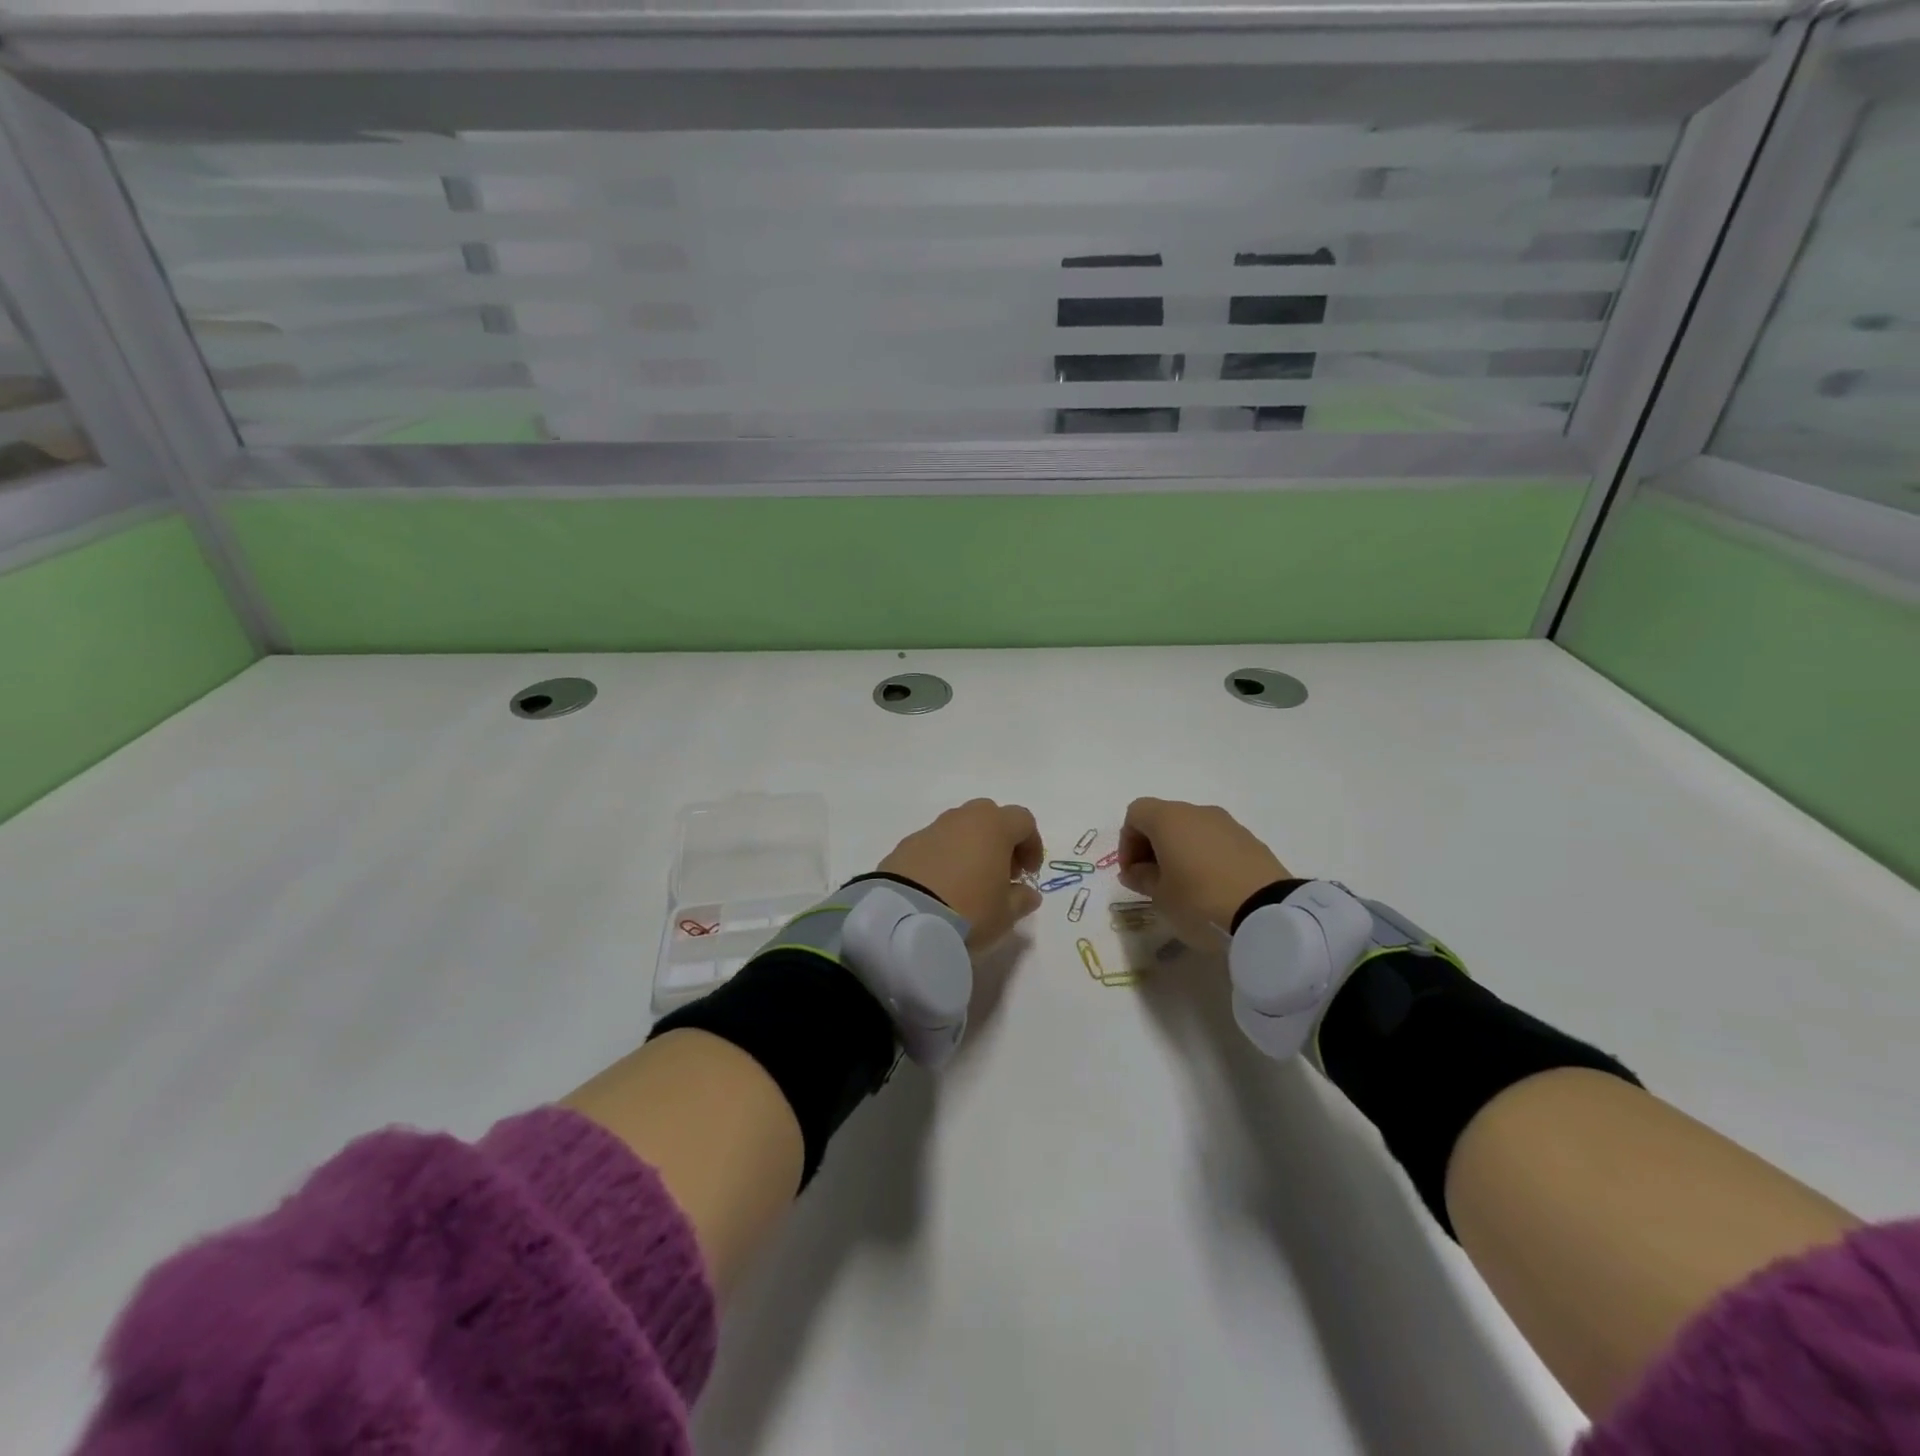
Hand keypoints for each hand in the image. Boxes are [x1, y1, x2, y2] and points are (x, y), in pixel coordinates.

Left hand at [878, 799, 1044, 949]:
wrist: (904, 919)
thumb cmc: (969, 910)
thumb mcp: (1005, 914)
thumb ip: (1022, 899)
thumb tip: (1027, 893)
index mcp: (993, 826)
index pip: (1023, 821)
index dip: (1031, 845)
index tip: (1028, 874)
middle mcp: (961, 818)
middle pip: (989, 816)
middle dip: (999, 840)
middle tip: (1000, 873)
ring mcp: (930, 829)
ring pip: (959, 828)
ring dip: (969, 848)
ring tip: (969, 883)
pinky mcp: (905, 846)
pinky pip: (934, 845)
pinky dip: (943, 858)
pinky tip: (940, 888)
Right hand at [1117, 798, 1290, 946]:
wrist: (1267, 912)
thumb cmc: (1199, 900)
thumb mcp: (1160, 896)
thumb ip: (1141, 878)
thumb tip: (1136, 870)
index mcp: (1169, 819)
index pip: (1135, 814)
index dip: (1127, 841)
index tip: (1132, 872)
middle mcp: (1197, 812)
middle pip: (1164, 818)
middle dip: (1152, 846)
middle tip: (1152, 880)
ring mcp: (1228, 824)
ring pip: (1192, 829)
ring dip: (1180, 851)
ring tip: (1183, 886)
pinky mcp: (1251, 840)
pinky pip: (1216, 841)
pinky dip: (1205, 856)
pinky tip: (1211, 887)